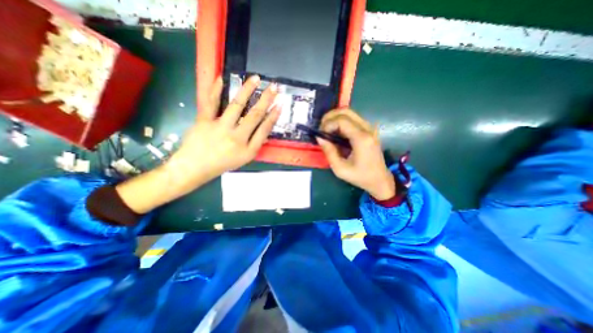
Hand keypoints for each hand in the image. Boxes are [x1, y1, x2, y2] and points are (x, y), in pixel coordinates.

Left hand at [118, 75, 282, 212]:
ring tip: (255, 78)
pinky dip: (215, 89)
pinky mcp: (204, 121)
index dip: (273, 116)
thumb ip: (255, 144)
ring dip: (247, 90)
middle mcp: (236, 138)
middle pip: (254, 115)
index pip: (264, 130)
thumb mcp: (244, 159)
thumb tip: (264, 128)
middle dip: (266, 100)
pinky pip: (210, 102)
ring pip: (236, 105)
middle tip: (274, 87)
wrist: (194, 168)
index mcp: (248, 149)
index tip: (280, 105)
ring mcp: (220, 128)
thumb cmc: (222, 164)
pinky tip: (221, 78)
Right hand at [317, 109, 394, 200]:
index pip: (342, 120)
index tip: (320, 134)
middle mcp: (367, 129)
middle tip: (321, 128)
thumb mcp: (340, 169)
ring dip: (335, 118)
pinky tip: (336, 131)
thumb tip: (319, 137)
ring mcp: (370, 128)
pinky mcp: (369, 130)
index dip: (328, 124)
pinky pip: (353, 119)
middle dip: (330, 116)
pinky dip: (341, 121)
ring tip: (327, 129)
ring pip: (350, 113)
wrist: (379, 180)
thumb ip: (329, 151)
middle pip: (346, 111)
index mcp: (361, 139)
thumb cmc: (360, 176)